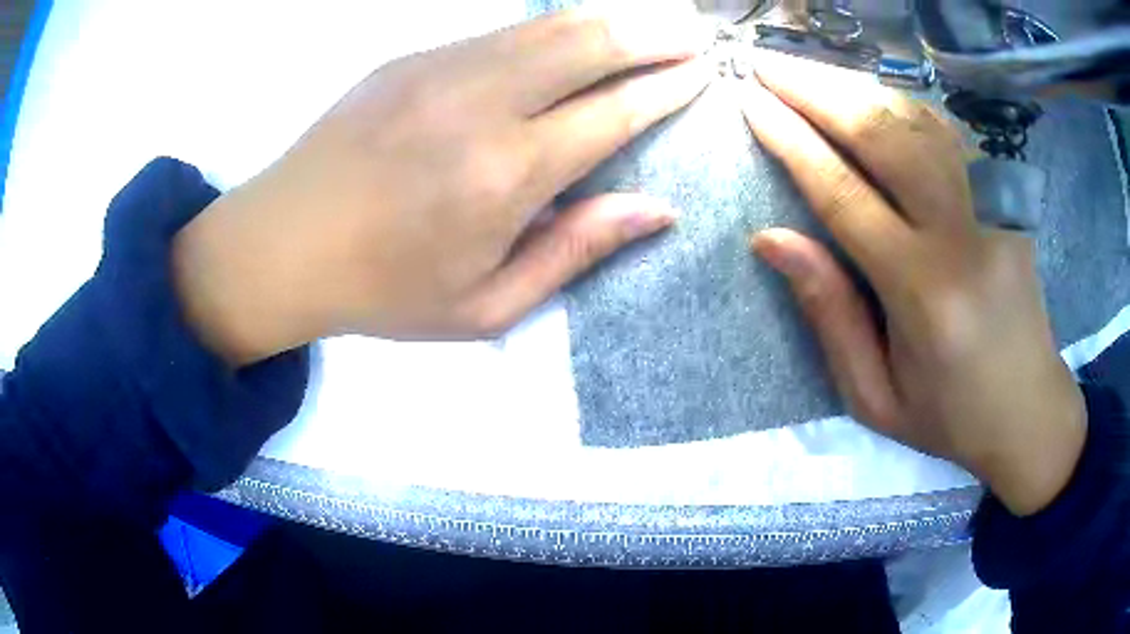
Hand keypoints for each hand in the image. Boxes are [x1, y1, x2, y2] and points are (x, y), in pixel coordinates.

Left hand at [172, 4, 710, 363]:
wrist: (283, 245)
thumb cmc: (384, 290)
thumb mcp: (487, 305)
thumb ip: (575, 251)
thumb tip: (657, 209)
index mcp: (506, 174)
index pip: (614, 112)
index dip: (667, 89)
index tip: (702, 76)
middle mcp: (482, 104)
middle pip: (590, 45)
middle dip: (654, 35)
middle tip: (694, 34)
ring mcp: (440, 69)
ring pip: (547, 26)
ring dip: (609, 20)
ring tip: (650, 24)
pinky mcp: (411, 58)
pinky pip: (501, 33)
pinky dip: (552, 29)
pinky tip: (572, 35)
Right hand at [738, 53, 1086, 516]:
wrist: (1030, 411)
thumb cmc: (950, 417)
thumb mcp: (874, 396)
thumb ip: (829, 314)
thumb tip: (770, 238)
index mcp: (926, 293)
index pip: (845, 194)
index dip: (793, 141)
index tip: (751, 102)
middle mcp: (965, 234)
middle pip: (883, 135)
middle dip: (816, 89)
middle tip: (764, 62)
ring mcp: (994, 207)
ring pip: (916, 120)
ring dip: (854, 86)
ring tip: (804, 68)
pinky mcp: (1008, 198)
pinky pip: (948, 132)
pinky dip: (901, 102)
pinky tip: (869, 92)